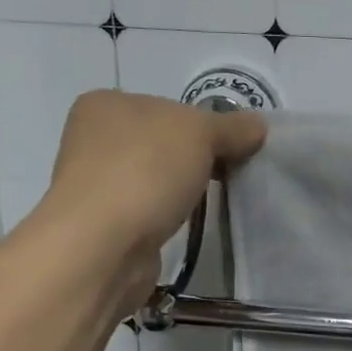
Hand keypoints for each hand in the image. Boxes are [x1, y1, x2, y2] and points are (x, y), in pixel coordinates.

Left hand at [35, 90, 265, 307]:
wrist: (103, 246)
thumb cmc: (146, 171)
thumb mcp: (201, 133)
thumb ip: (232, 127)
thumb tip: (258, 126)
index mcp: (105, 104)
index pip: (168, 106)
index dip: (204, 124)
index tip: (232, 147)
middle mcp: (92, 139)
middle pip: (162, 142)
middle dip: (195, 158)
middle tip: (229, 174)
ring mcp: (94, 184)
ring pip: (155, 178)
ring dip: (180, 189)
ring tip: (209, 202)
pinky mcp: (103, 224)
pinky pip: (148, 210)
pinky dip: (167, 215)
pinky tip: (183, 224)